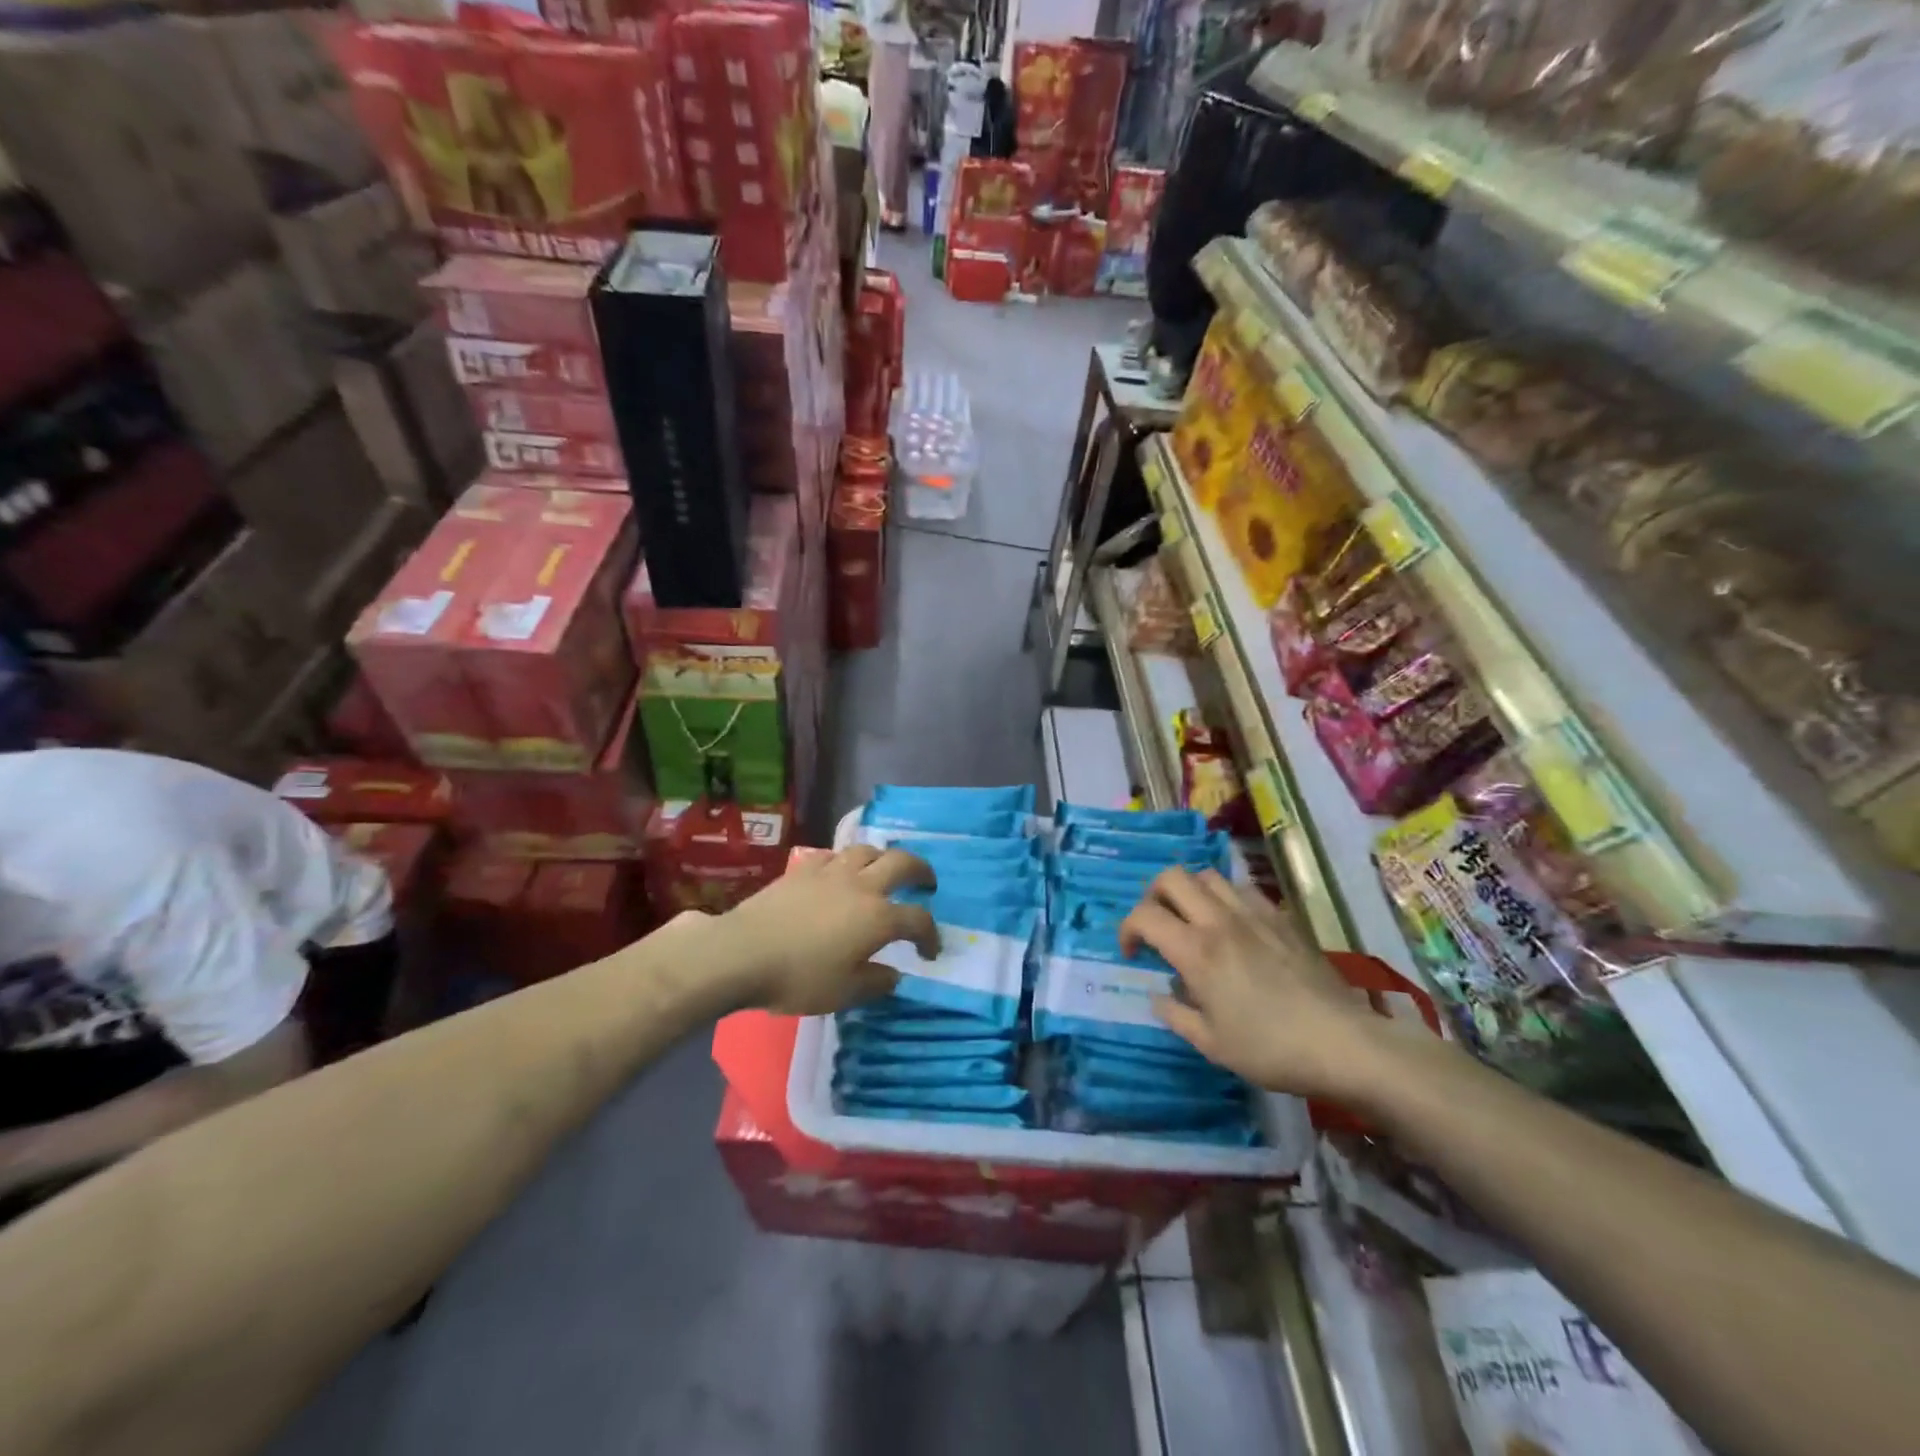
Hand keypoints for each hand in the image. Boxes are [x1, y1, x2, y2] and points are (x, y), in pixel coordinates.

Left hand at [716, 845, 940, 1014]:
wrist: (743, 953)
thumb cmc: (798, 978)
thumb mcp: (844, 993)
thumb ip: (875, 983)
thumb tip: (893, 974)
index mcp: (878, 918)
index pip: (918, 920)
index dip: (930, 936)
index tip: (930, 952)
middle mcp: (861, 886)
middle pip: (902, 864)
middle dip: (921, 871)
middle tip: (926, 883)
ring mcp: (831, 872)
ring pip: (867, 850)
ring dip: (883, 858)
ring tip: (884, 870)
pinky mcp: (803, 869)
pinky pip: (834, 855)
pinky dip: (846, 861)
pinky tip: (840, 872)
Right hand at [1120, 868, 1385, 1099]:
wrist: (1342, 1043)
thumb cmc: (1270, 1049)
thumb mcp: (1212, 1044)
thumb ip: (1176, 1015)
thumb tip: (1158, 997)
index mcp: (1196, 951)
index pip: (1144, 915)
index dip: (1127, 929)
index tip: (1132, 953)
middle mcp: (1220, 921)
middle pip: (1172, 877)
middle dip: (1153, 896)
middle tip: (1157, 924)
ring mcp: (1254, 914)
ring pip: (1208, 875)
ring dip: (1190, 891)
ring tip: (1193, 919)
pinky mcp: (1282, 918)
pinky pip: (1243, 889)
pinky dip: (1226, 898)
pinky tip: (1234, 925)